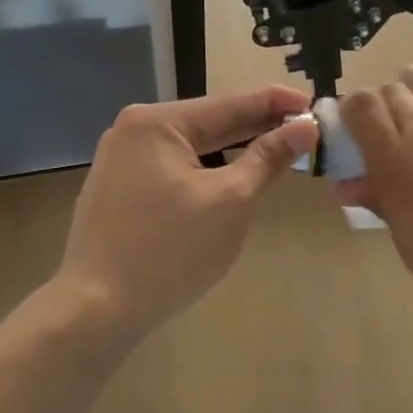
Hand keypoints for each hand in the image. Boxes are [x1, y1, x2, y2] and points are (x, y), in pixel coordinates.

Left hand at [59, 87, 318, 338]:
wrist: (97, 310)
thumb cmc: (171, 250)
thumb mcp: (231, 200)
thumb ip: (268, 158)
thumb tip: (304, 127)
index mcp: (157, 122)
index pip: (231, 104)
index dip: (276, 103)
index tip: (314, 103)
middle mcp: (133, 131)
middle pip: (209, 123)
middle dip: (257, 127)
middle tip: (304, 129)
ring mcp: (120, 161)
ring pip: (191, 148)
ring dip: (233, 150)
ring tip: (276, 151)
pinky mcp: (118, 191)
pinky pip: (173, 169)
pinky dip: (206, 170)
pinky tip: (231, 178)